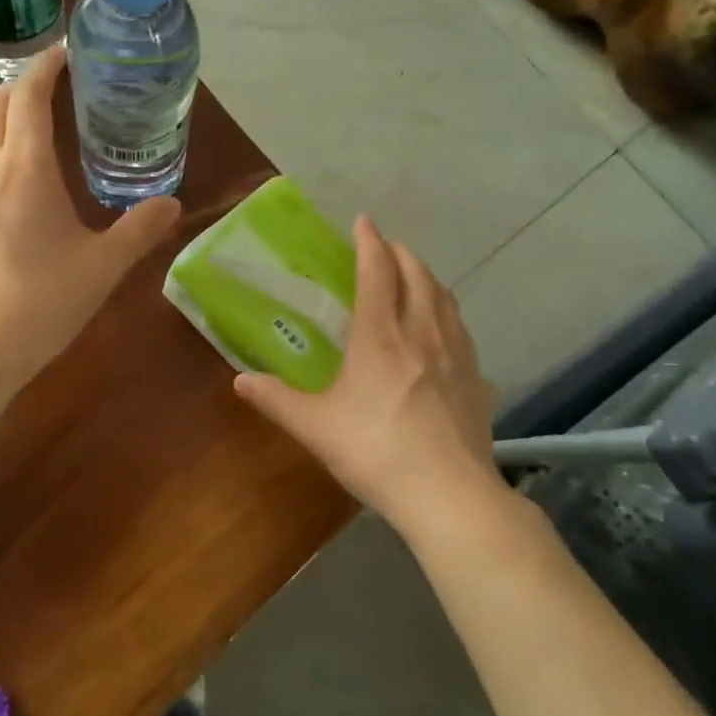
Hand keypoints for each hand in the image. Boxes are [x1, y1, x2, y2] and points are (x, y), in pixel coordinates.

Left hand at [0, 49, 182, 389]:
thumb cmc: (40, 304)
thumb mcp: (101, 267)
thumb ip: (139, 230)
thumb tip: (172, 204)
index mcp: (23, 167)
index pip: (27, 93)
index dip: (46, 66)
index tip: (66, 54)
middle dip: (22, 86)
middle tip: (55, 90)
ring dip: (4, 123)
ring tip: (39, 139)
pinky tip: (13, 195)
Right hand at [233, 215, 495, 526]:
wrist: (448, 494)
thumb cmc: (375, 452)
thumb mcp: (315, 427)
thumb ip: (276, 399)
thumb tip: (239, 381)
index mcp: (380, 336)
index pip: (377, 272)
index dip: (369, 242)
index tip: (363, 221)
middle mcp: (421, 332)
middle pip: (417, 274)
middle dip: (400, 253)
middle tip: (384, 247)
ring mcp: (456, 353)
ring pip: (444, 297)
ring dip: (426, 277)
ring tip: (414, 276)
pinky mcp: (476, 378)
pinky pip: (461, 328)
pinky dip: (447, 312)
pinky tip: (442, 329)